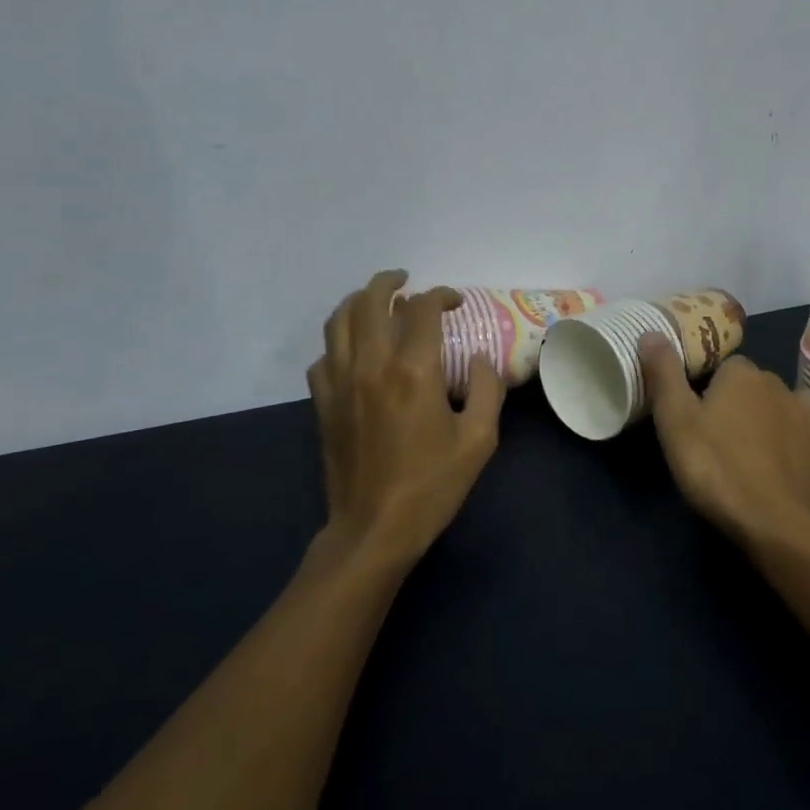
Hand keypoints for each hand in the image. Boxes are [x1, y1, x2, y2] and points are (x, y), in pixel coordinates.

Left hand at [307, 271, 505, 566]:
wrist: (374, 528)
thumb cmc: (432, 485)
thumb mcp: (480, 440)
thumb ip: (487, 390)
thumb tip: (480, 360)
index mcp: (414, 371)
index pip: (422, 309)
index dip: (440, 296)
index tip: (455, 302)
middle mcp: (371, 365)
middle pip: (370, 301)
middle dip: (390, 282)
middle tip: (407, 281)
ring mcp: (340, 382)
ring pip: (337, 321)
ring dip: (357, 301)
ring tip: (375, 300)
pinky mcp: (323, 403)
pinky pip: (322, 356)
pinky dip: (338, 341)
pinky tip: (353, 350)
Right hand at [639, 335, 809, 554]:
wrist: (776, 523)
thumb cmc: (716, 467)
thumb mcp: (675, 420)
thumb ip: (664, 373)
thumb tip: (652, 332)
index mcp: (743, 374)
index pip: (722, 367)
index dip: (705, 389)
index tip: (693, 417)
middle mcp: (779, 385)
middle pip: (750, 386)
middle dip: (735, 404)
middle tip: (712, 439)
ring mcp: (806, 418)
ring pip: (777, 409)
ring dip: (764, 422)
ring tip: (744, 454)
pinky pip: (798, 437)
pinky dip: (786, 446)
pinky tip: (772, 469)